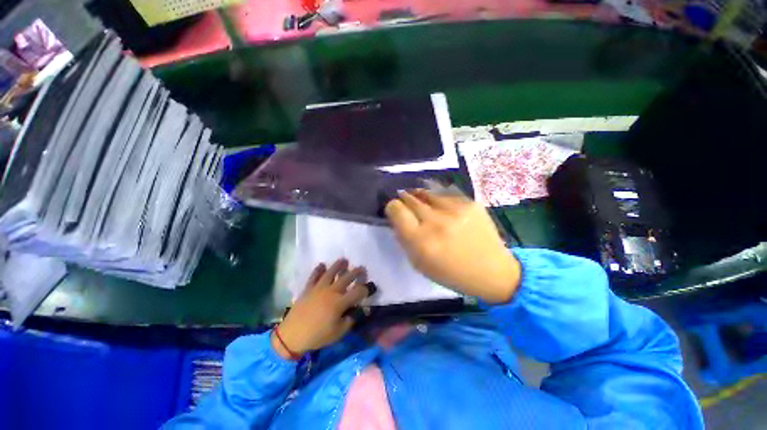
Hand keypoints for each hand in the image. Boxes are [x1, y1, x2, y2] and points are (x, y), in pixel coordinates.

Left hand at [272, 259, 373, 359]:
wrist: (292, 336)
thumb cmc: (317, 335)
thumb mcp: (338, 332)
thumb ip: (351, 320)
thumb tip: (360, 311)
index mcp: (340, 302)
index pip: (358, 291)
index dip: (366, 289)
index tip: (369, 288)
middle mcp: (331, 291)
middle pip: (347, 277)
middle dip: (356, 272)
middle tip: (362, 269)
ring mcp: (319, 288)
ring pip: (331, 272)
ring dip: (339, 265)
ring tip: (344, 260)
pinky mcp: (308, 288)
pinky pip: (314, 276)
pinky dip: (318, 269)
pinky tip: (322, 264)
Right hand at [385, 190, 520, 303]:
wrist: (491, 270)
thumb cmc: (450, 272)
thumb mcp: (419, 263)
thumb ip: (404, 239)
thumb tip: (397, 217)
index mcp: (421, 241)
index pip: (396, 209)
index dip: (392, 207)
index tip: (395, 210)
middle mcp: (436, 222)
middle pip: (410, 198)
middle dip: (404, 200)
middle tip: (406, 204)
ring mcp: (455, 210)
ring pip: (426, 192)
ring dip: (420, 196)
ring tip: (422, 202)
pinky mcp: (470, 203)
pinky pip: (445, 194)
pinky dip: (438, 199)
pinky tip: (442, 207)